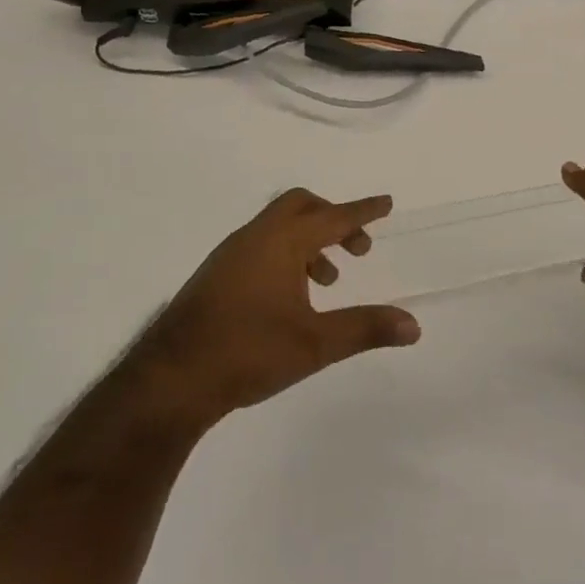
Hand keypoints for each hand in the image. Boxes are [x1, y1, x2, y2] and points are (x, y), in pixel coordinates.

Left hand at [135, 188, 419, 427]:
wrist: (170, 379)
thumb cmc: (248, 352)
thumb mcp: (316, 344)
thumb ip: (366, 329)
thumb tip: (413, 325)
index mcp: (281, 242)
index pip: (333, 216)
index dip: (363, 211)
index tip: (386, 204)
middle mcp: (255, 238)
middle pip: (300, 206)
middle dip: (333, 219)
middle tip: (357, 248)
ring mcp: (229, 255)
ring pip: (278, 227)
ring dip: (309, 241)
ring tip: (327, 279)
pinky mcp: (215, 275)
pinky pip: (260, 245)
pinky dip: (285, 254)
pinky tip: (290, 296)